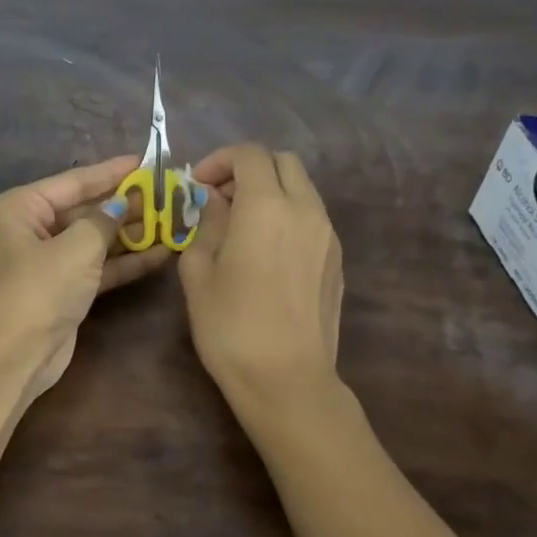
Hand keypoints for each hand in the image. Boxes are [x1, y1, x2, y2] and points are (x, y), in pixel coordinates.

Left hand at [0, 155, 171, 404]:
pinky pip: (98, 266)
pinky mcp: (64, 288)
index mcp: (21, 207)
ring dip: (131, 233)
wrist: (15, 356)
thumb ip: (105, 220)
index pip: (74, 181)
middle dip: (125, 204)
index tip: (145, 161)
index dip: (111, 172)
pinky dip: (125, 261)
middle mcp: (31, 228)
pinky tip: (161, 254)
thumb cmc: (39, 289)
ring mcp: (48, 260)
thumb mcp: (76, 247)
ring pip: (95, 239)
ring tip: (172, 220)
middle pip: (86, 209)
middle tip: (167, 193)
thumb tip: (124, 203)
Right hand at [179, 144, 344, 414]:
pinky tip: (265, 251)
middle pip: (283, 162)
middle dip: (249, 169)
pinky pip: (312, 218)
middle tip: (220, 199)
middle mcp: (305, 210)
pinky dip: (287, 215)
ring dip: (271, 191)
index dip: (220, 160)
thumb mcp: (199, 271)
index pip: (249, 155)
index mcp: (267, 207)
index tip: (198, 185)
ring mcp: (328, 235)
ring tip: (241, 225)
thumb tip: (215, 202)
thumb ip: (206, 224)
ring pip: (302, 189)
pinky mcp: (337, 260)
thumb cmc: (230, 325)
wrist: (287, 380)